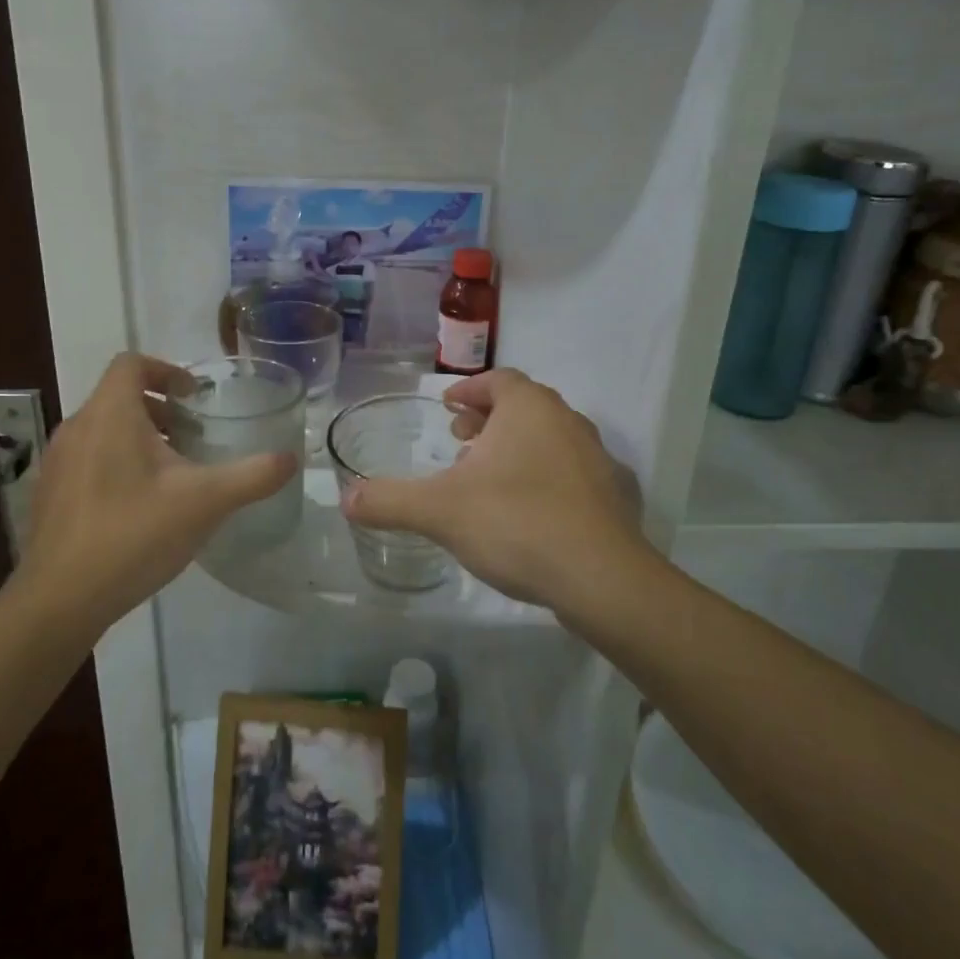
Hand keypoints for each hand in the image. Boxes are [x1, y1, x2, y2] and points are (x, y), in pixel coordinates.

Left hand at [12, 354, 296, 627]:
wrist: (59, 601)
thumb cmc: (133, 535)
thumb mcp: (205, 502)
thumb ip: (253, 476)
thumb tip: (292, 459)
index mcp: (110, 415)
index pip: (131, 364)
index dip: (166, 370)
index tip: (195, 397)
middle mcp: (77, 427)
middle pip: (119, 396)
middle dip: (160, 407)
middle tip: (193, 435)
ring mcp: (57, 462)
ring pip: (103, 428)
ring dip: (140, 435)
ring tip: (173, 470)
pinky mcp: (50, 493)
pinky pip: (88, 457)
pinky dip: (118, 461)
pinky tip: (141, 505)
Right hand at [339, 368, 644, 610]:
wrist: (602, 579)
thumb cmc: (516, 523)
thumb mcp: (439, 511)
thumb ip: (389, 501)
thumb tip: (346, 499)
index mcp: (529, 408)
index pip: (498, 379)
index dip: (469, 390)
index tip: (447, 408)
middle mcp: (568, 420)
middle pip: (523, 406)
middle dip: (488, 420)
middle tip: (460, 442)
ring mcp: (597, 458)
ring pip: (549, 438)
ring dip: (516, 449)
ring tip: (487, 480)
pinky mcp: (614, 495)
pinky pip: (570, 472)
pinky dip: (544, 478)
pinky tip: (527, 513)